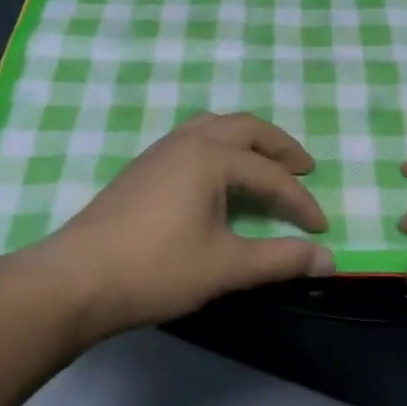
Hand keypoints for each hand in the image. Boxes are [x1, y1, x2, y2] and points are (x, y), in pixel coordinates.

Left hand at [27, 112, 334, 341]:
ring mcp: (160, 150)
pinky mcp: (143, 166)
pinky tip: (219, 176)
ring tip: (266, 164)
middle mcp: (188, 141)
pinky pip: (194, 139)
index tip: (321, 230)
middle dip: (279, 147)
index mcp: (211, 157)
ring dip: (248, 141)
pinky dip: (221, 147)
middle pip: (245, 128)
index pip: (270, 175)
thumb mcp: (226, 266)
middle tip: (304, 168)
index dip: (300, 202)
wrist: (77, 279)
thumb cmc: (156, 269)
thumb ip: (280, 259)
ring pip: (215, 127)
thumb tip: (329, 260)